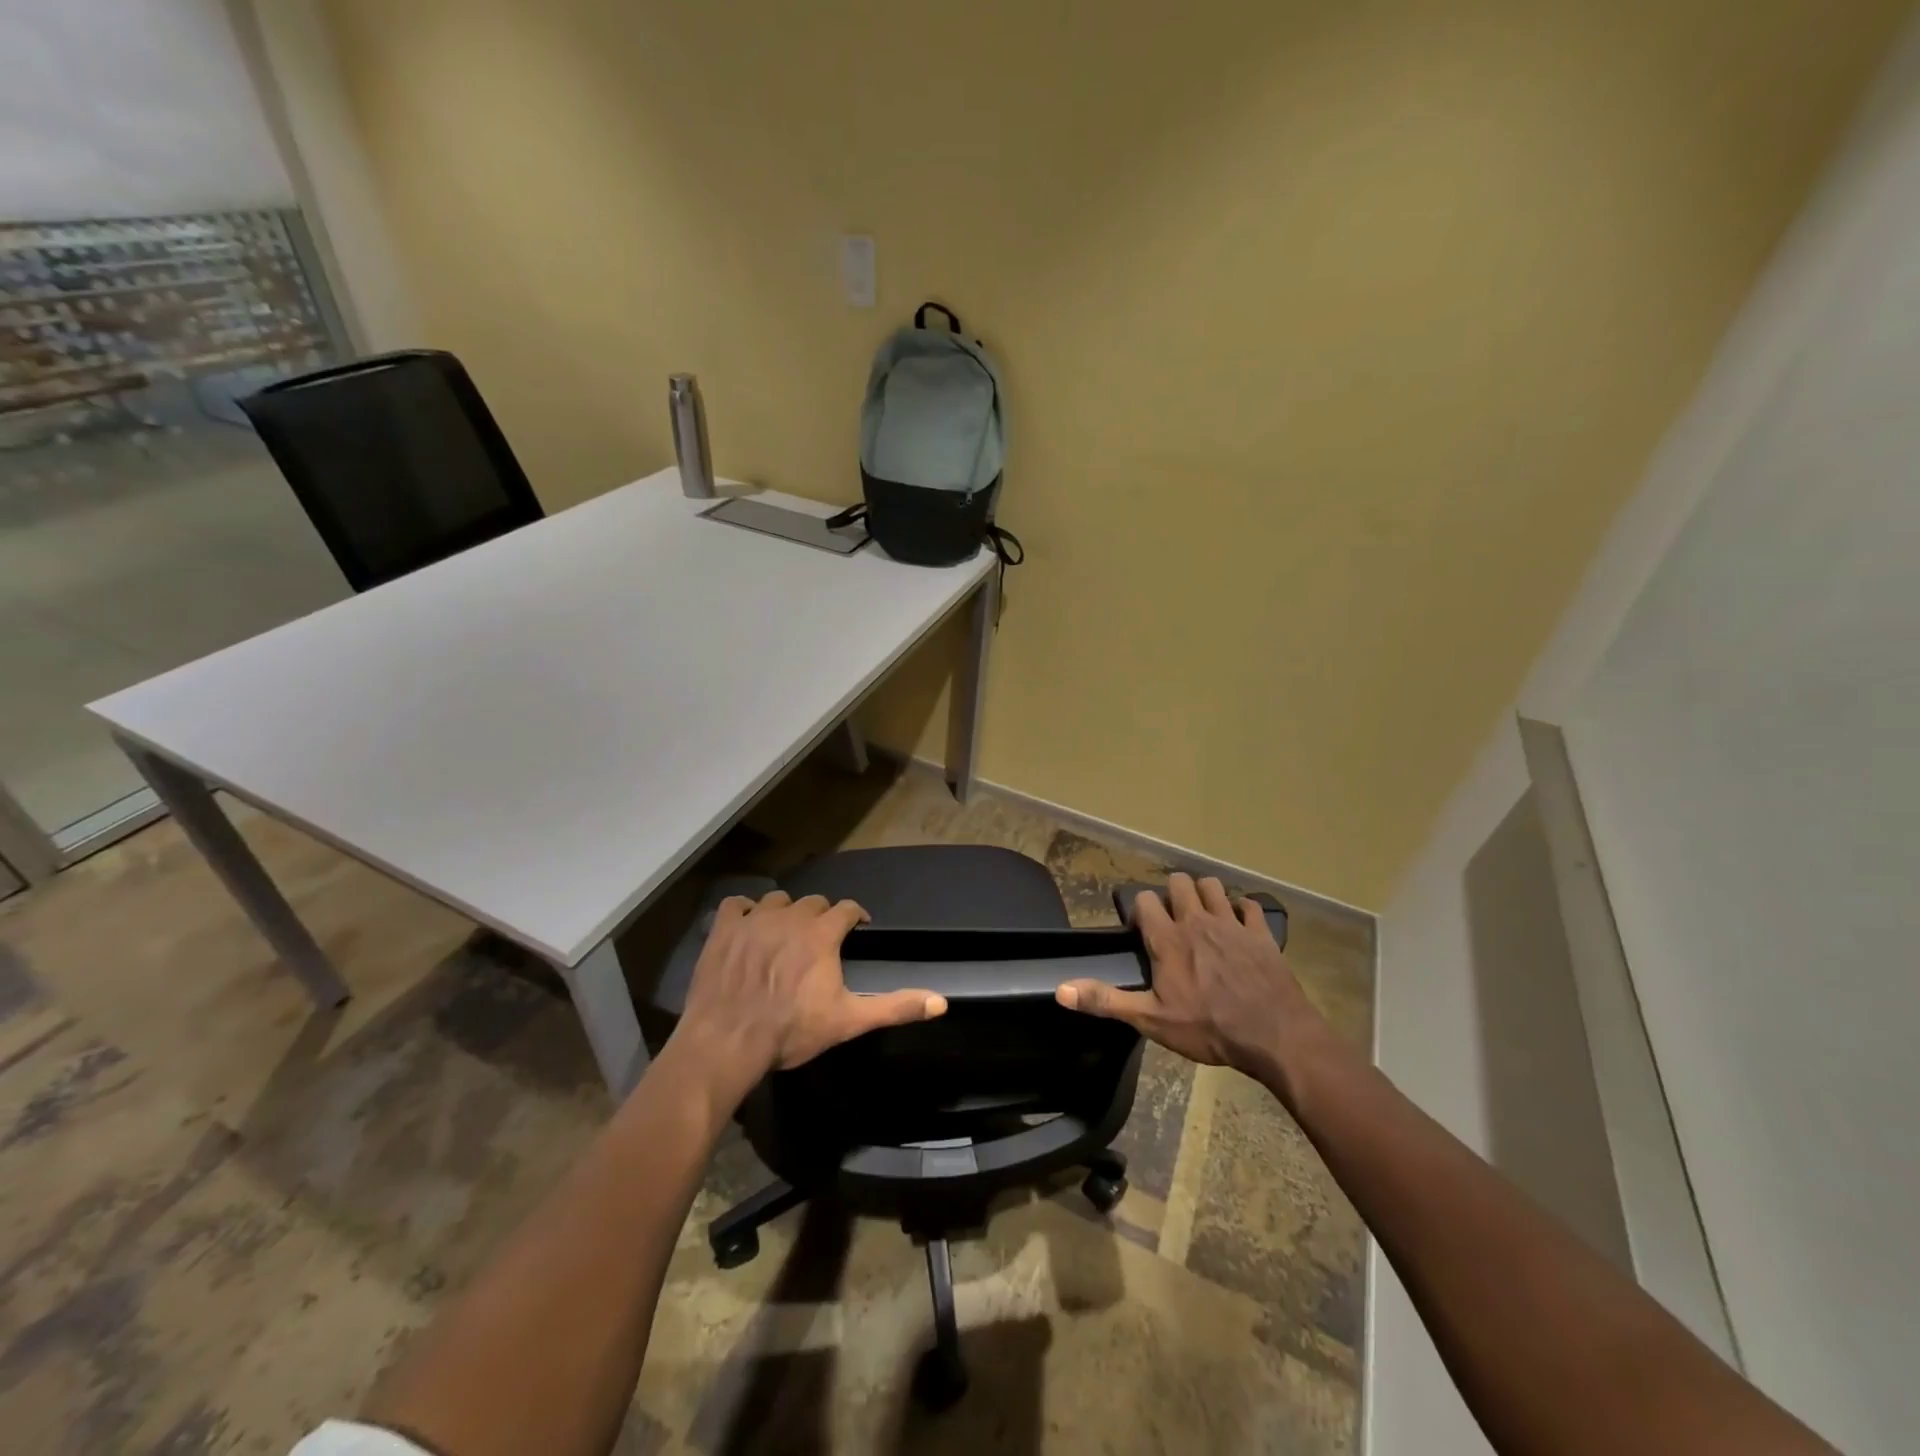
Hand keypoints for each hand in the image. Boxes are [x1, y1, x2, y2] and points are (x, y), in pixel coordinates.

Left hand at [675, 891, 947, 1089]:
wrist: (728, 1041)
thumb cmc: (791, 1030)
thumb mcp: (849, 1021)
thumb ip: (895, 1007)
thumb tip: (941, 1002)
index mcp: (822, 933)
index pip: (847, 908)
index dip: (855, 917)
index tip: (857, 929)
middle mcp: (791, 916)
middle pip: (814, 902)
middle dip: (822, 915)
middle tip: (820, 939)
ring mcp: (754, 920)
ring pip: (777, 900)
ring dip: (786, 911)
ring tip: (785, 932)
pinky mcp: (724, 929)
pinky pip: (736, 904)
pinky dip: (745, 911)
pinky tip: (747, 925)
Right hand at [1055, 873, 1330, 1089]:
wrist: (1273, 1035)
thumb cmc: (1208, 1028)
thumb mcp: (1151, 1020)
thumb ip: (1106, 1001)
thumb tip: (1061, 990)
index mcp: (1168, 939)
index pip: (1144, 901)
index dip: (1140, 910)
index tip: (1142, 930)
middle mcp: (1197, 921)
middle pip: (1179, 883)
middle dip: (1172, 893)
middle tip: (1172, 917)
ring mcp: (1231, 923)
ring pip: (1213, 885)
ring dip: (1205, 893)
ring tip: (1202, 913)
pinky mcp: (1260, 933)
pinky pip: (1249, 906)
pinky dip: (1242, 909)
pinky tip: (1239, 923)